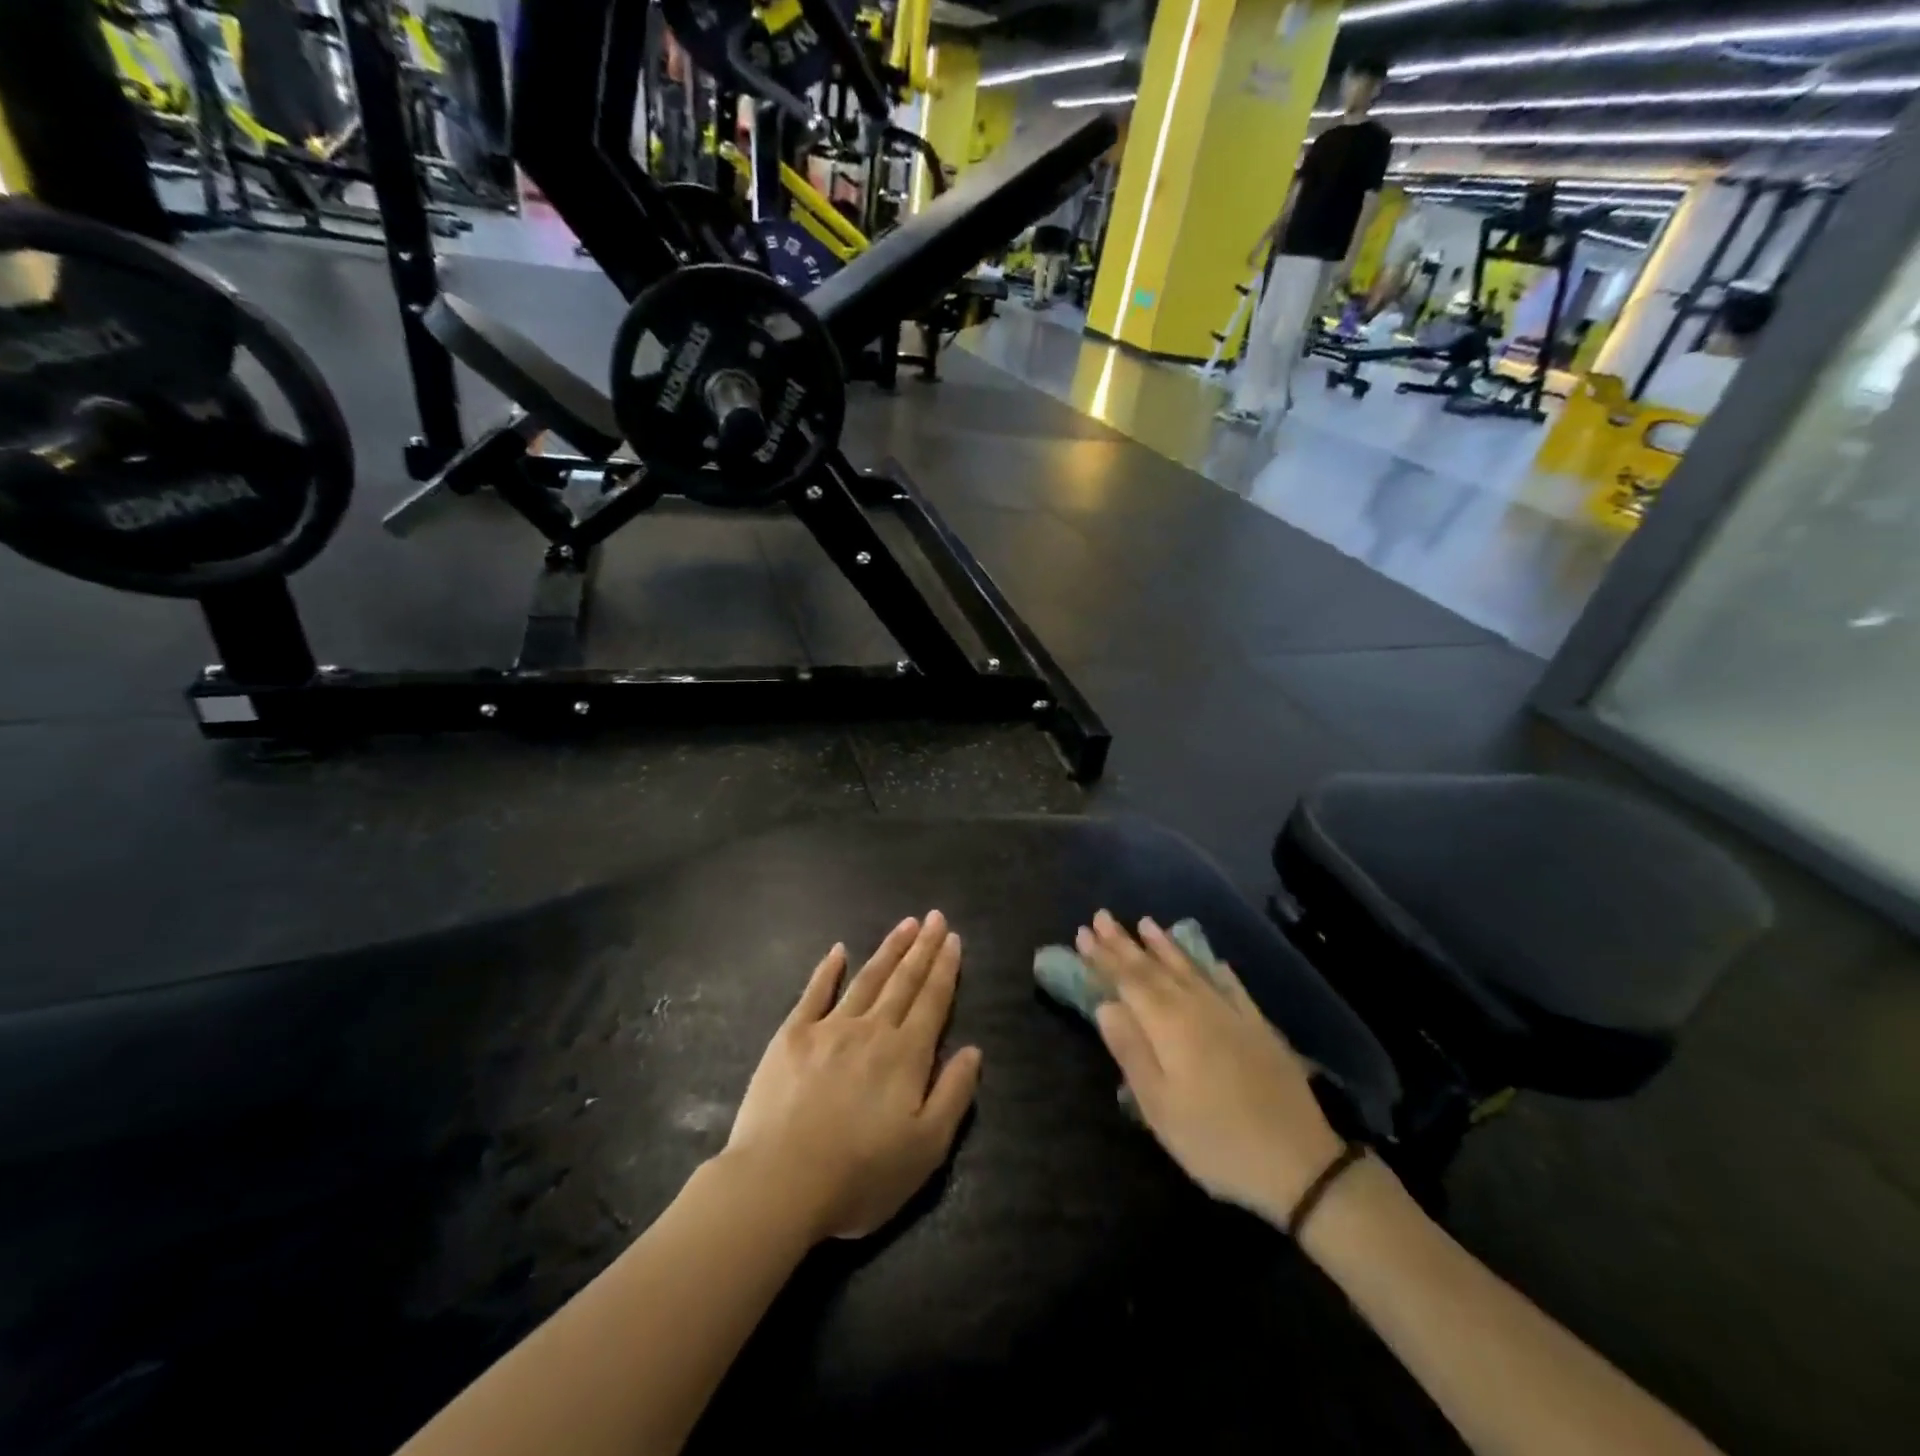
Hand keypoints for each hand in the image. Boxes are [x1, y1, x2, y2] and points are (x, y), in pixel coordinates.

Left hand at [725, 912, 982, 1241]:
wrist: (780, 1182)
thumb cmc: (860, 1175)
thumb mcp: (926, 1149)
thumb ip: (953, 1094)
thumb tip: (973, 1050)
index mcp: (906, 1055)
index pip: (933, 1000)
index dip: (945, 968)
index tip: (952, 938)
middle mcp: (872, 1029)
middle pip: (904, 981)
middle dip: (922, 947)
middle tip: (934, 916)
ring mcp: (829, 1028)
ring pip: (867, 979)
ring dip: (888, 950)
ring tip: (905, 924)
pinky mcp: (792, 1035)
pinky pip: (815, 992)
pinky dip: (829, 970)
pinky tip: (839, 950)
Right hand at [1075, 910, 1343, 1224]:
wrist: (1299, 1163)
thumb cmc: (1215, 1140)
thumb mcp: (1160, 1107)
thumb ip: (1131, 1051)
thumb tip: (1106, 1005)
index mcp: (1169, 1025)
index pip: (1128, 981)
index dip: (1104, 957)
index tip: (1082, 933)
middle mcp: (1197, 1007)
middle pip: (1154, 968)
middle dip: (1125, 943)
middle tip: (1101, 917)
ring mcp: (1231, 1014)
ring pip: (1190, 969)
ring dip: (1164, 946)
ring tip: (1146, 922)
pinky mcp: (1258, 1027)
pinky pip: (1230, 986)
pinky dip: (1214, 969)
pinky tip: (1211, 960)